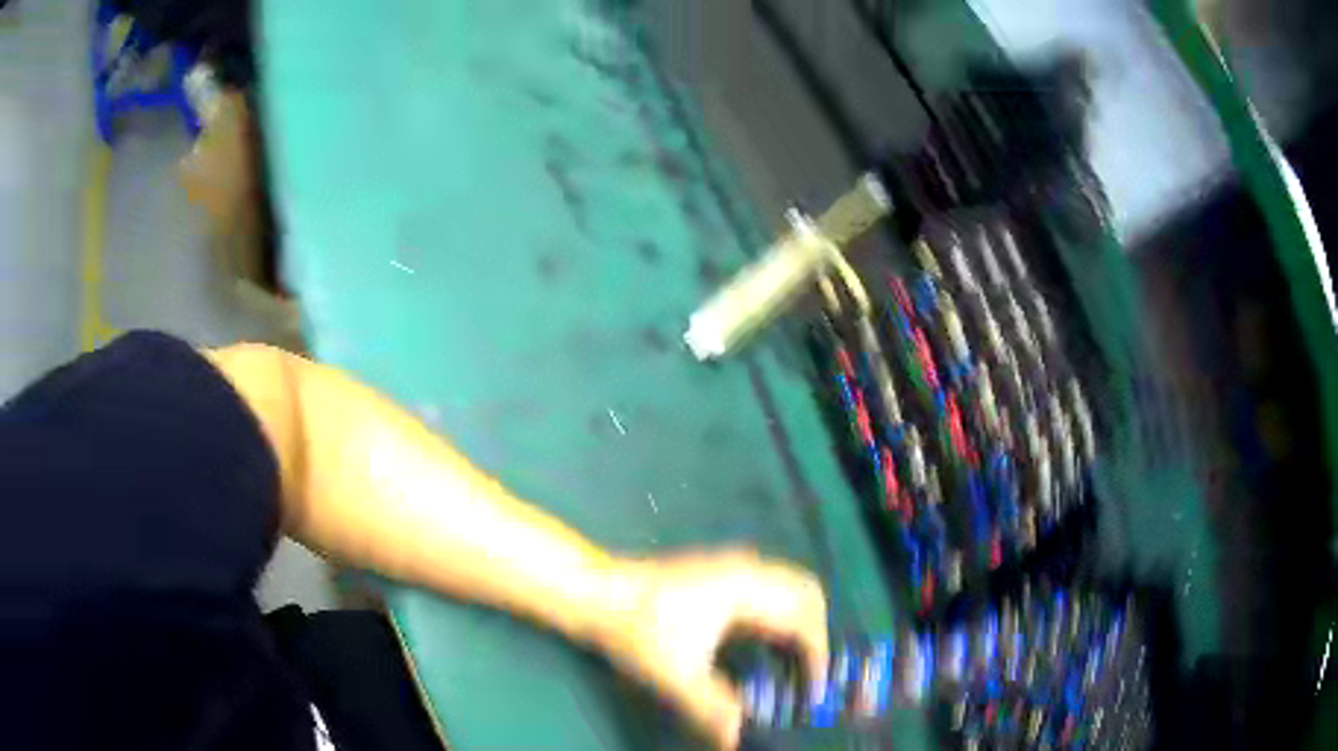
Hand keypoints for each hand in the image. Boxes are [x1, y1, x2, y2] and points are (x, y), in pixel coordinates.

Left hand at [595, 549, 828, 748]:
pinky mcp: (719, 572)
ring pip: (787, 587)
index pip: (803, 620)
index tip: (813, 689)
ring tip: (790, 662)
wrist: (594, 590)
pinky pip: (768, 589)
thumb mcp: (676, 676)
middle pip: (806, 593)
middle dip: (816, 633)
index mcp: (747, 589)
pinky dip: (779, 614)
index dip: (816, 656)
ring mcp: (732, 566)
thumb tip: (738, 740)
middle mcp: (748, 570)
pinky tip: (761, 642)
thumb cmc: (637, 628)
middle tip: (809, 672)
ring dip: (798, 621)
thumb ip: (712, 709)